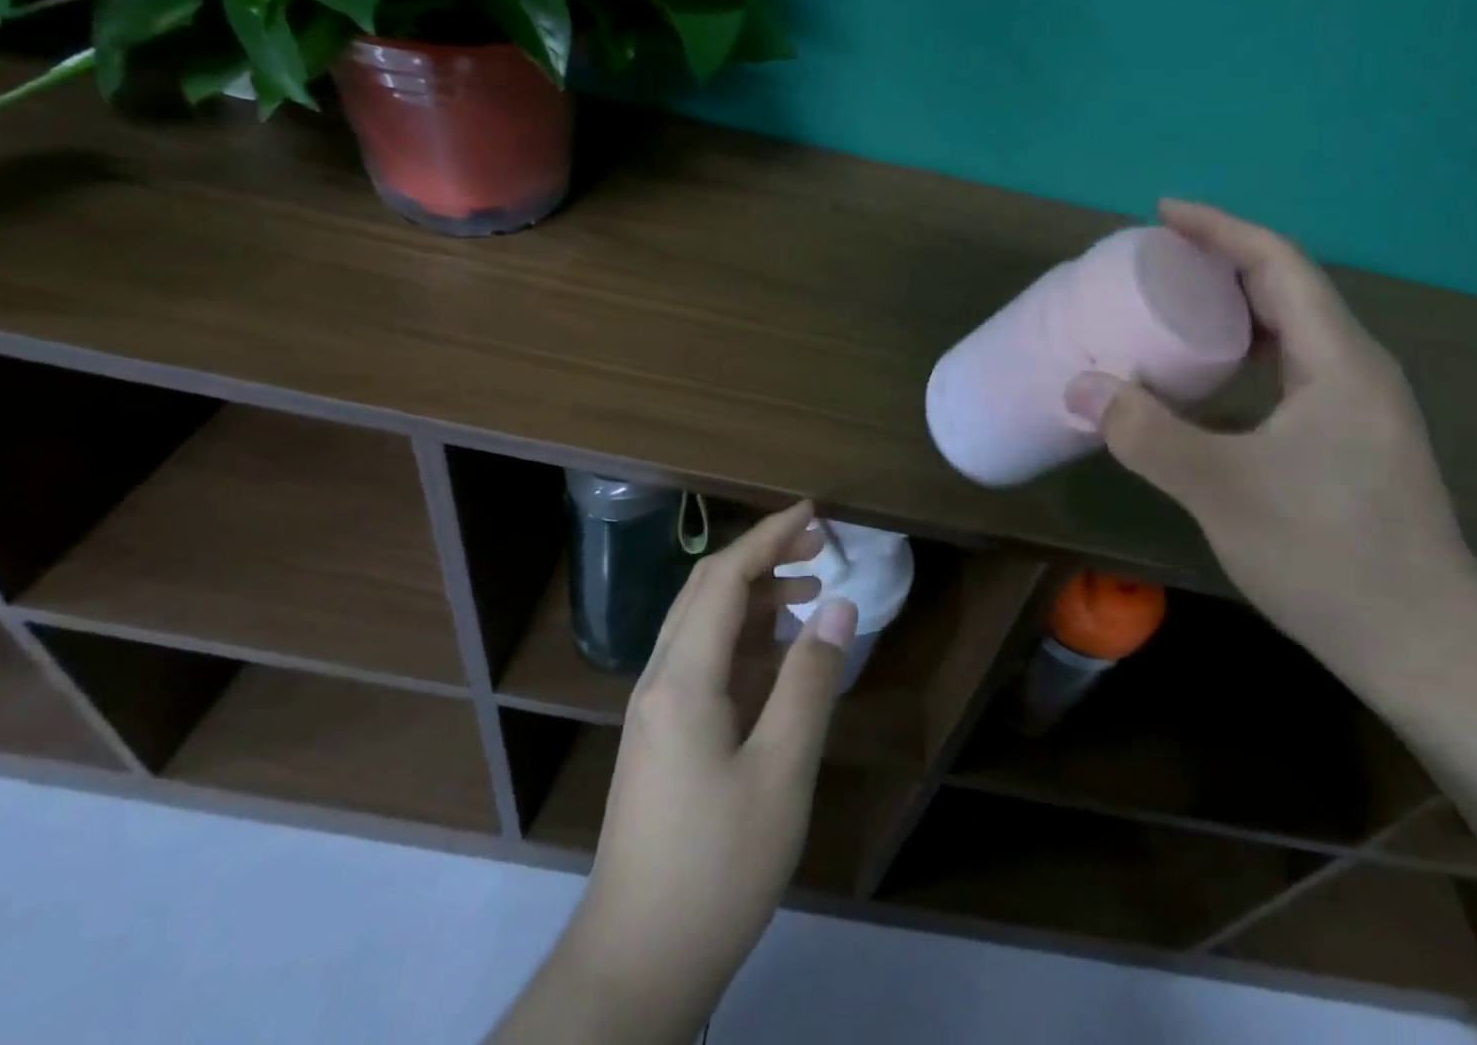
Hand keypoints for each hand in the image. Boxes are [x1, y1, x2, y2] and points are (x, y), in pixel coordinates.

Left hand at [492, 502, 857, 1044]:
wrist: (637, 962)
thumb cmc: (717, 866)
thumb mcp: (781, 771)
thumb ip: (810, 681)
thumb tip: (839, 605)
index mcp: (683, 677)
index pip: (724, 577)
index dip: (769, 536)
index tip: (813, 513)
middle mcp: (660, 678)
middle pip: (707, 590)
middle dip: (762, 556)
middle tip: (819, 546)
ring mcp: (657, 709)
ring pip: (704, 624)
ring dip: (755, 597)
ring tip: (809, 591)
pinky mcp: (662, 736)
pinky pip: (704, 661)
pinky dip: (745, 639)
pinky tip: (780, 654)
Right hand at [1064, 201, 1476, 684]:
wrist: (1423, 645)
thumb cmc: (1328, 555)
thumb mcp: (1222, 488)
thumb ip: (1145, 434)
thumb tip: (1079, 386)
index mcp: (1338, 360)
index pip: (1278, 265)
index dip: (1219, 229)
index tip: (1162, 213)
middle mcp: (1354, 369)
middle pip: (1286, 289)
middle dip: (1220, 262)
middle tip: (1154, 262)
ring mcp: (1356, 407)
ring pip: (1289, 332)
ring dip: (1232, 308)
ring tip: (1172, 308)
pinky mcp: (1347, 440)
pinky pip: (1287, 371)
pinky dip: (1241, 354)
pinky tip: (1205, 382)